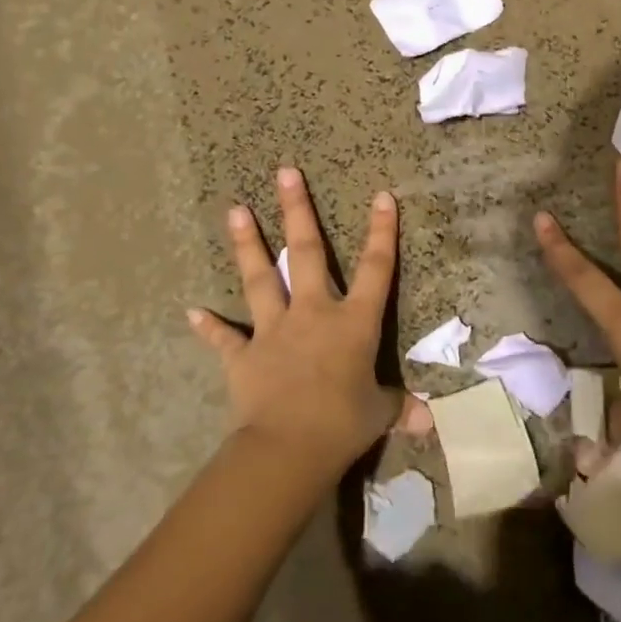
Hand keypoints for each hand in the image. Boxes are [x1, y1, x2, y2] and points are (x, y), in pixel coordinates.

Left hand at [189, 167, 416, 473]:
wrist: (287, 448)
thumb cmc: (343, 424)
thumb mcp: (379, 413)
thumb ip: (399, 407)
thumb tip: (428, 421)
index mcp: (353, 323)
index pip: (376, 268)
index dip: (381, 231)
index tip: (381, 195)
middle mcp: (313, 313)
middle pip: (306, 252)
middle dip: (297, 210)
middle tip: (286, 172)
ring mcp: (274, 331)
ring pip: (260, 278)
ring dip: (247, 244)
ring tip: (236, 209)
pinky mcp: (244, 356)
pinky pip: (225, 337)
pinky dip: (210, 326)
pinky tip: (192, 312)